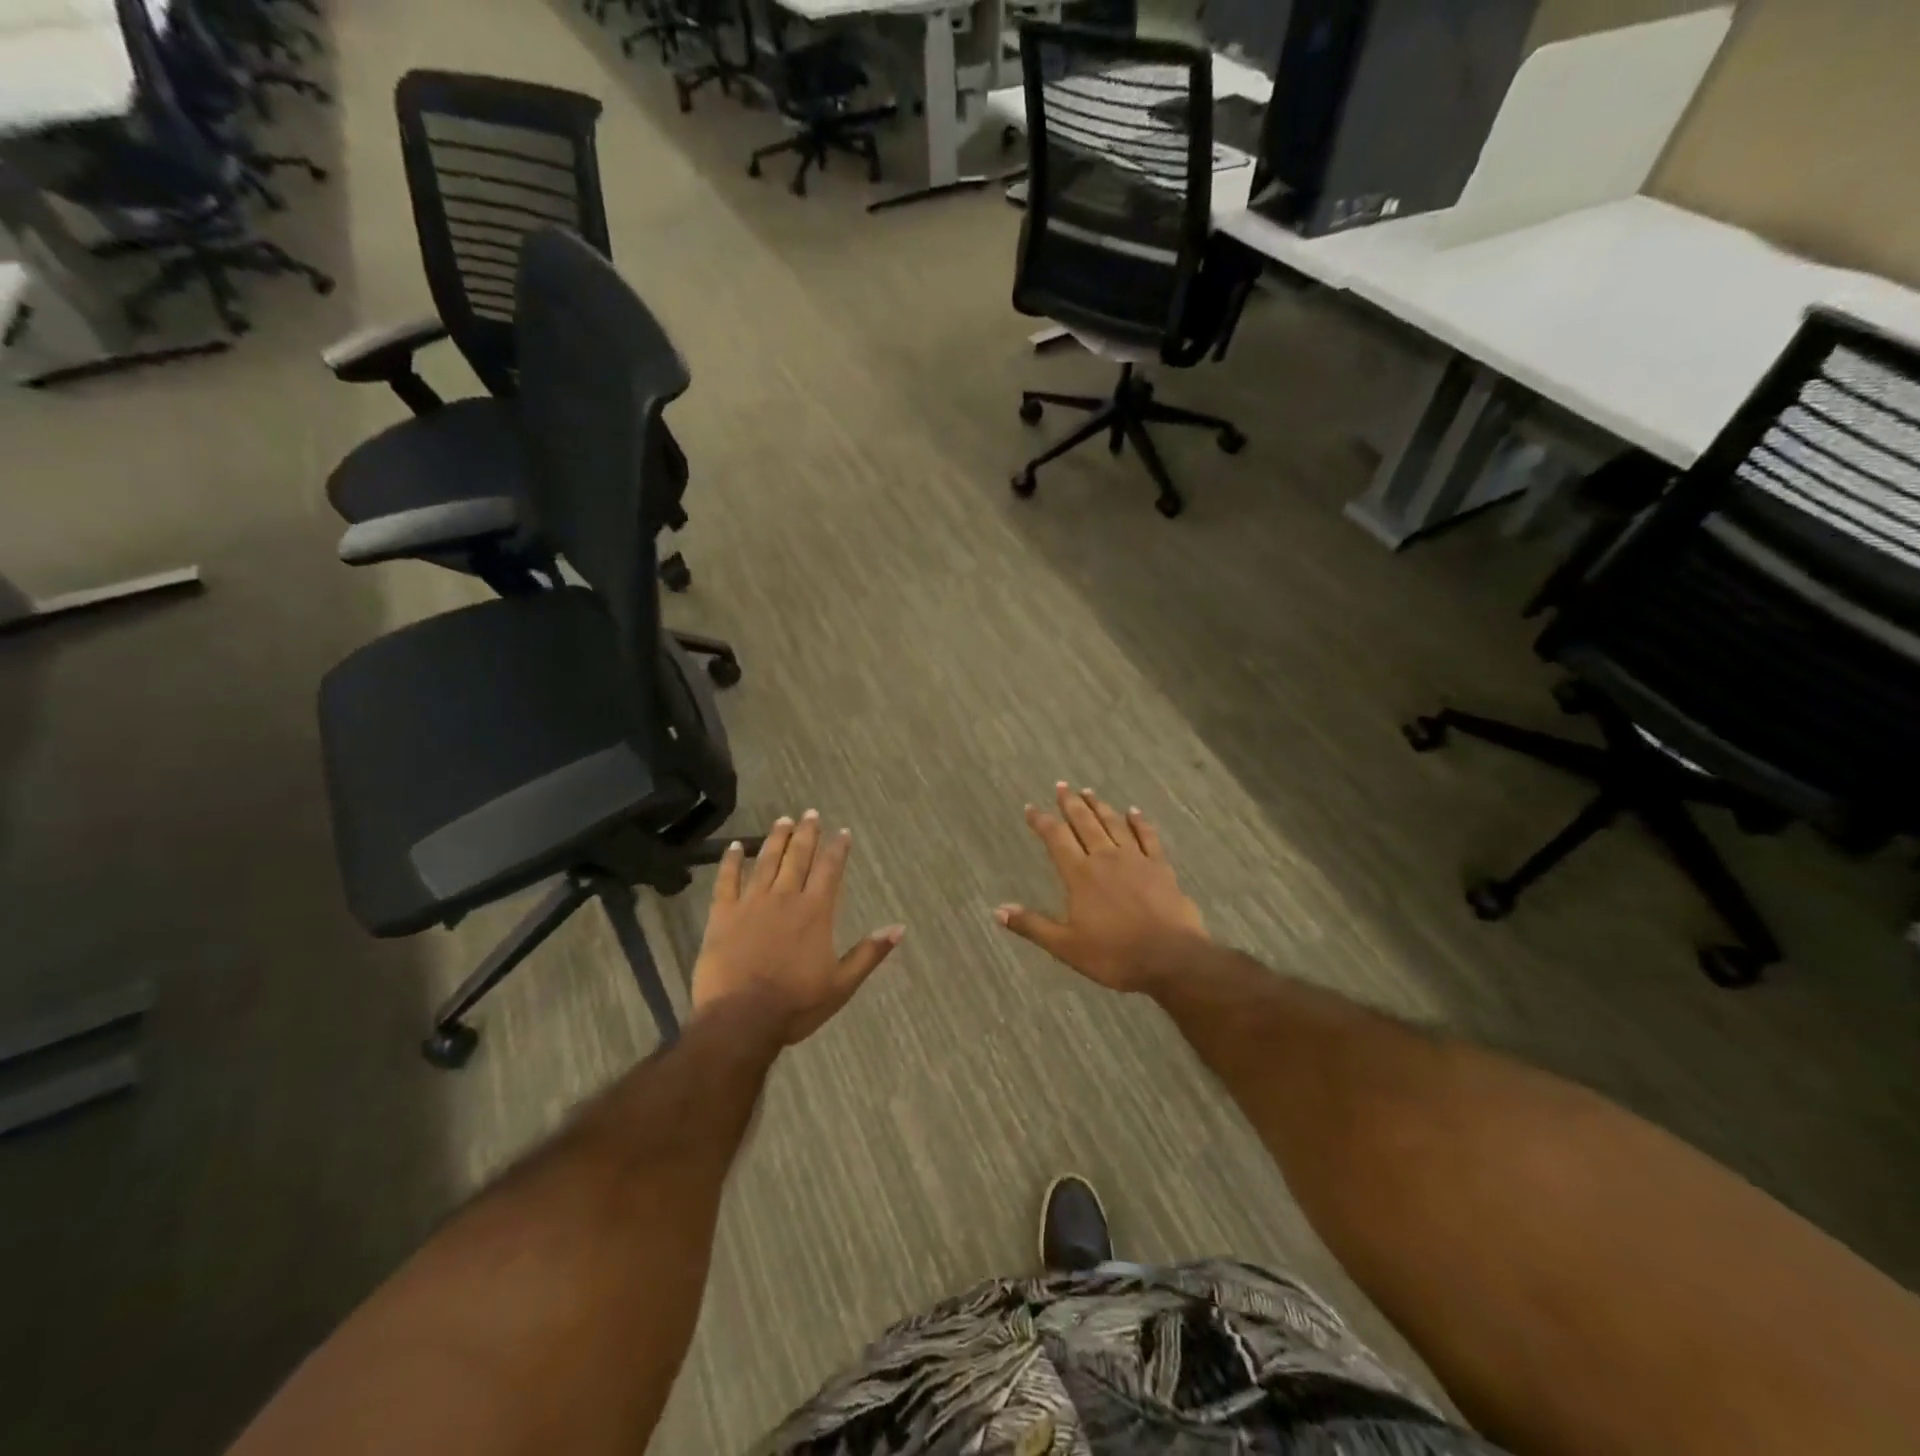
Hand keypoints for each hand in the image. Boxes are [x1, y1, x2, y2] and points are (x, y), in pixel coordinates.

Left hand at [691, 811, 903, 1044]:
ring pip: (765, 861)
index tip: (842, 831)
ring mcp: (751, 903)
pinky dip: (731, 862)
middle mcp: (785, 898)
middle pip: (798, 857)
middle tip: (811, 813)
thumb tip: (898, 927)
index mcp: (815, 912)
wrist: (741, 1019)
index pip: (830, 870)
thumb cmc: (795, 1004)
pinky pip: (726, 881)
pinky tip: (734, 846)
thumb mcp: (842, 984)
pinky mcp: (722, 915)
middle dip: (807, 833)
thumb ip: (869, 953)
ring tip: (783, 820)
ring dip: (775, 839)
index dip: (837, 849)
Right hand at [995, 784, 1206, 993]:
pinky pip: (1148, 836)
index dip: (1042, 821)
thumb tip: (998, 910)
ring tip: (1089, 792)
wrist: (1171, 958)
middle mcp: (1105, 858)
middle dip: (1070, 803)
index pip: (1056, 838)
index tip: (1032, 808)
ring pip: (1113, 824)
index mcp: (1080, 875)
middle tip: (1061, 786)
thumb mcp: (1066, 947)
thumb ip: (1032, 926)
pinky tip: (1133, 811)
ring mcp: (1136, 859)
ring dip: (1099, 806)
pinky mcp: (1160, 867)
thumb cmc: (1114, 955)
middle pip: (1085, 822)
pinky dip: (1139, 822)